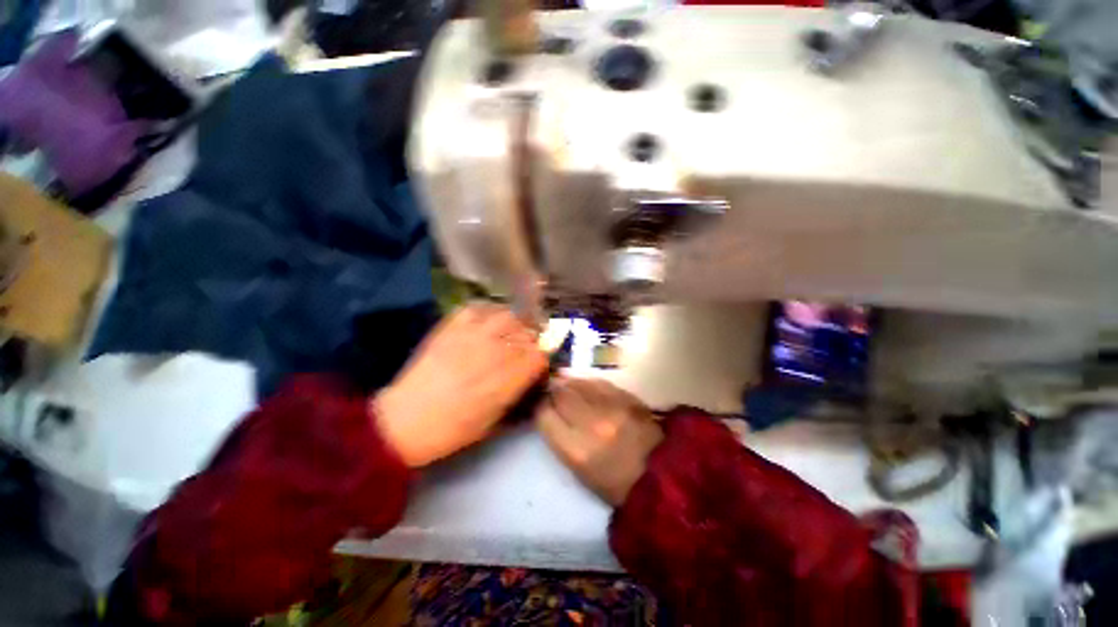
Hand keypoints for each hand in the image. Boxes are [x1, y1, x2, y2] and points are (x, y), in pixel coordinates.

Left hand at [373, 303, 546, 466]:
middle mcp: (497, 349)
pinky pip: (478, 307)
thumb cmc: (455, 429)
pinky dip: (488, 311)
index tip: (539, 362)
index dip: (544, 356)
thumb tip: (533, 376)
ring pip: (508, 314)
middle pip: (528, 331)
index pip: (541, 353)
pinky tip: (487, 321)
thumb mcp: (497, 419)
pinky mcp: (452, 326)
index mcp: (510, 376)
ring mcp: (474, 334)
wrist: (407, 420)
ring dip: (514, 322)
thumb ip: (519, 392)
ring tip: (509, 331)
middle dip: (532, 339)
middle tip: (525, 347)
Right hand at [536, 378, 663, 505]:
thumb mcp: (579, 470)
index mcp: (576, 450)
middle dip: (553, 390)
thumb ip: (561, 437)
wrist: (663, 477)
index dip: (539, 406)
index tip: (540, 404)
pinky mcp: (628, 397)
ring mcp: (612, 407)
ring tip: (569, 386)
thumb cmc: (615, 484)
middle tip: (553, 391)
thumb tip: (550, 408)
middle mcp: (592, 423)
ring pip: (579, 382)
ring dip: (570, 383)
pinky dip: (589, 383)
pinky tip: (589, 387)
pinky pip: (599, 382)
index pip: (544, 414)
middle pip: (560, 392)